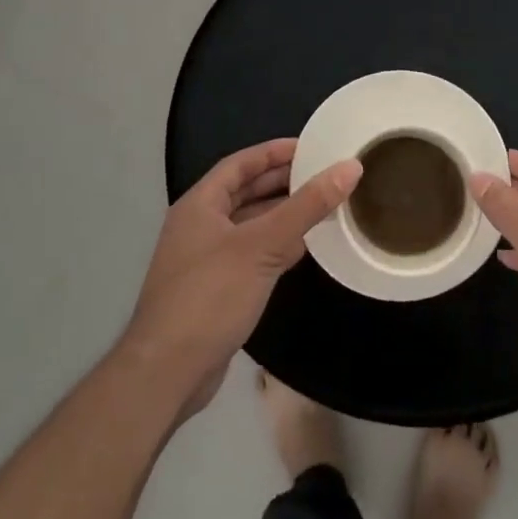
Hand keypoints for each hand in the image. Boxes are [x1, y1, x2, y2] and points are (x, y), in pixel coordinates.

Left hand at [121, 139, 360, 419]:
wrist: (168, 371)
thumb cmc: (210, 295)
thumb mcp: (263, 245)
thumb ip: (307, 207)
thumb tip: (349, 168)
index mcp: (200, 205)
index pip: (240, 164)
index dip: (273, 152)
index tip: (310, 147)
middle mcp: (198, 226)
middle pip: (244, 193)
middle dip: (281, 182)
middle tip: (322, 174)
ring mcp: (204, 259)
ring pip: (249, 225)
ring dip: (281, 215)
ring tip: (320, 206)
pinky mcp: (214, 289)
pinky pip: (250, 254)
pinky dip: (275, 246)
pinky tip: (301, 249)